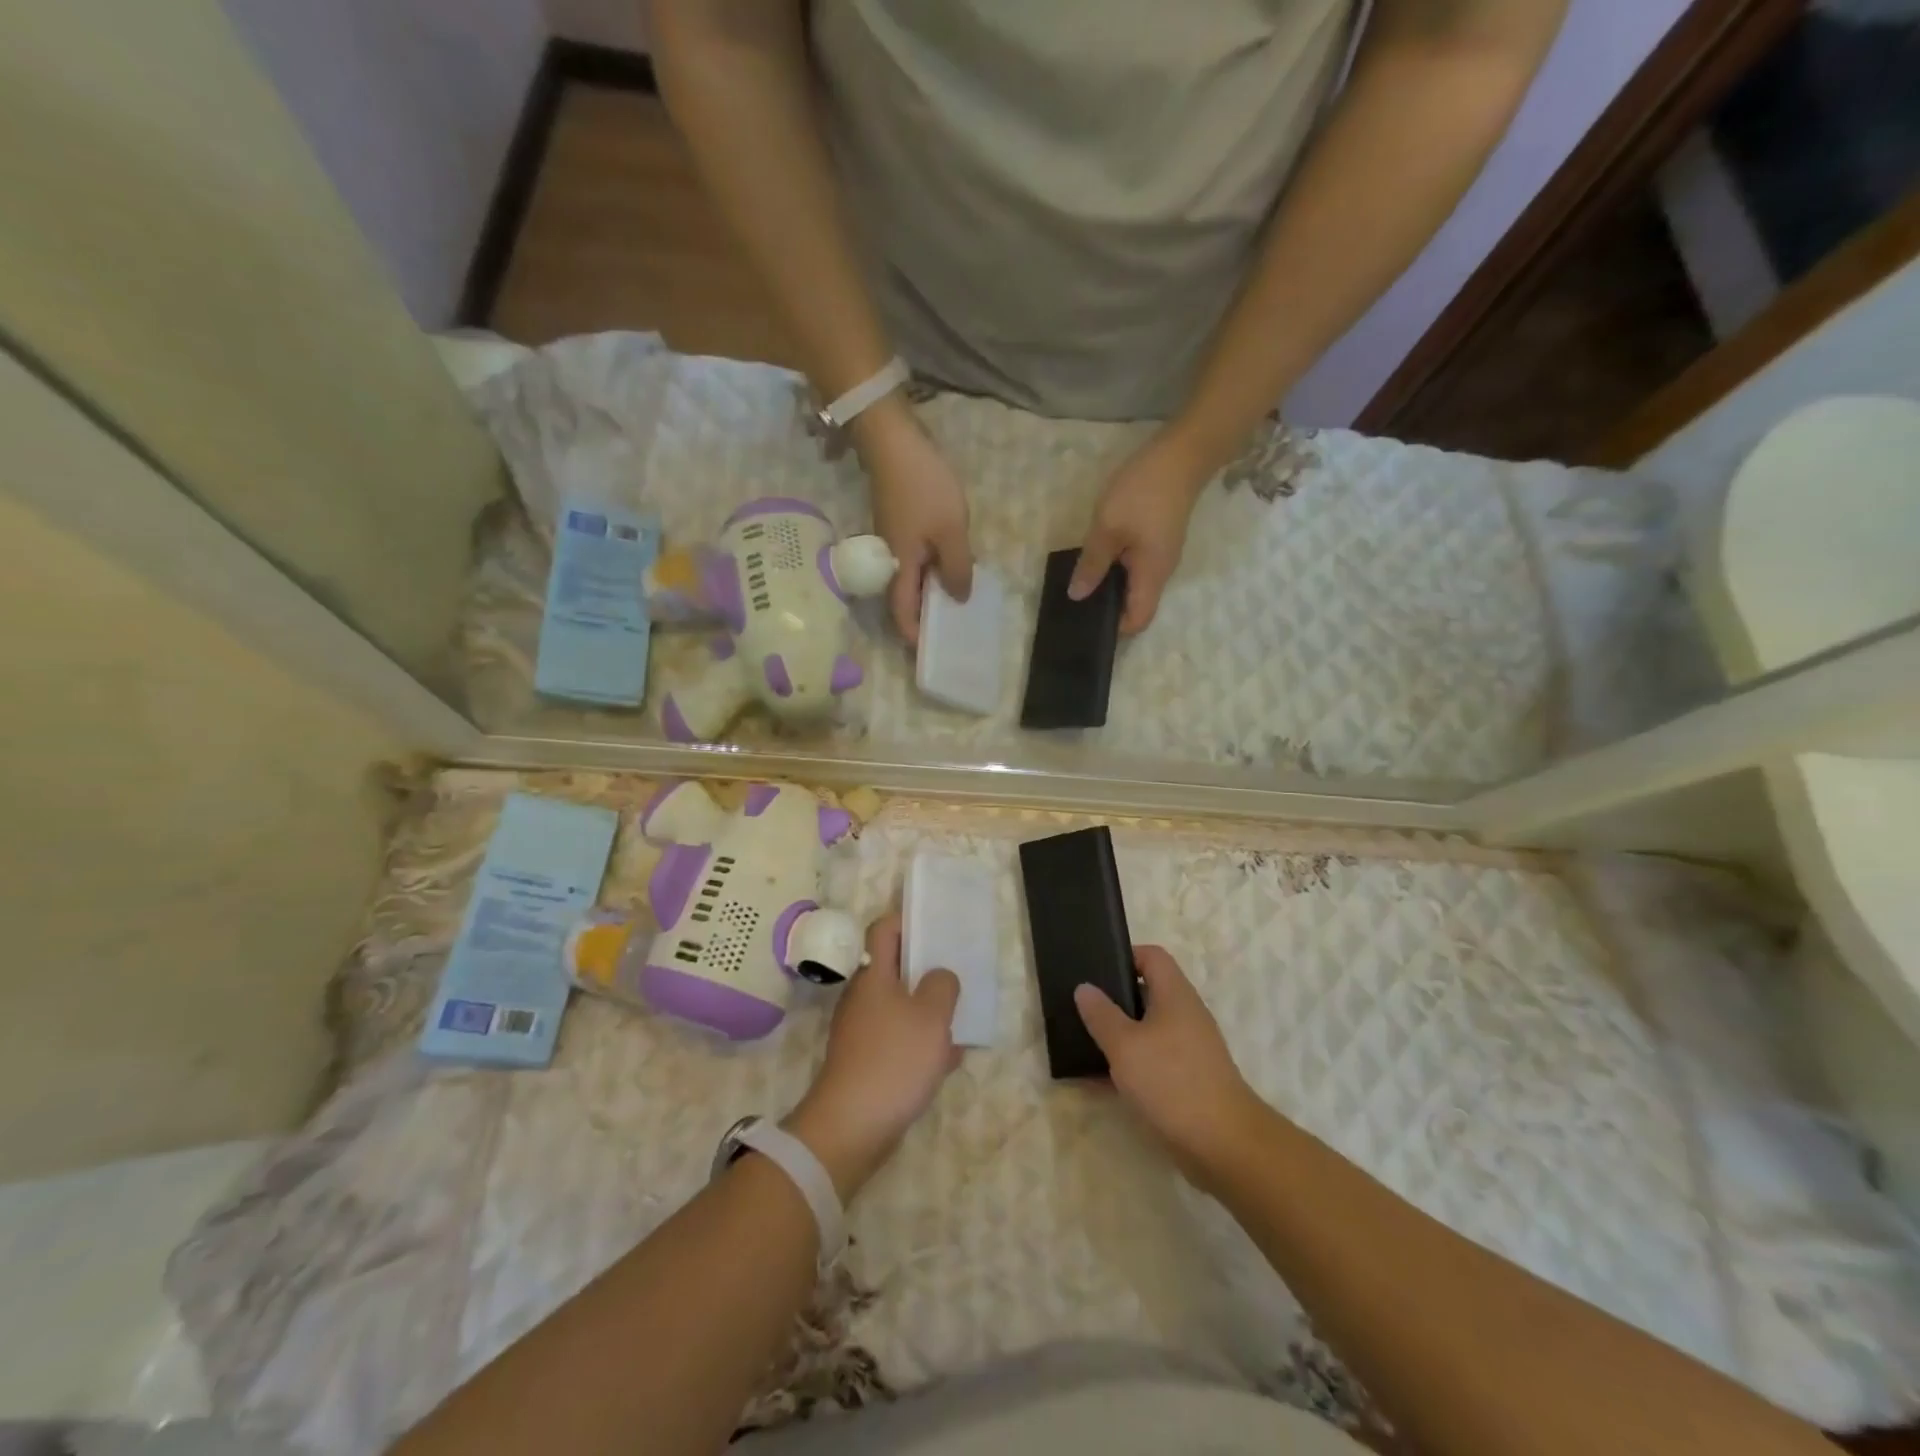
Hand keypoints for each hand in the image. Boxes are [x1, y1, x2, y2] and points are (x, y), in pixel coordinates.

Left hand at [786, 915, 960, 1199]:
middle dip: (926, 969)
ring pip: (900, 1007)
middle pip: (894, 969)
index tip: (936, 922)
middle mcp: (863, 998)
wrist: (851, 1126)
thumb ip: (942, 986)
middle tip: (957, 970)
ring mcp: (862, 1031)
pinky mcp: (866, 1062)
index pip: (885, 930)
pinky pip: (898, 1040)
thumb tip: (940, 976)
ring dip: (928, 1010)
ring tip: (960, 1016)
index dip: (908, 920)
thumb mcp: (931, 1016)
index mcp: (874, 976)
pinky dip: (920, 1043)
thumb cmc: (893, 1059)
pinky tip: (947, 1059)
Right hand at [854, 400, 972, 643]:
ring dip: (929, 589)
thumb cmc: (923, 488)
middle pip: (904, 595)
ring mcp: (891, 538)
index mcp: (900, 565)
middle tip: (949, 625)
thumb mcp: (950, 531)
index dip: (913, 633)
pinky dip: (929, 567)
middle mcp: (890, 558)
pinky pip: (914, 556)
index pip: (901, 611)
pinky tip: (949, 563)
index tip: (928, 648)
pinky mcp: (897, 521)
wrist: (893, 440)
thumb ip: (956, 568)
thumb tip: (958, 599)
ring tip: (956, 596)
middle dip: (923, 614)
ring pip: (910, 575)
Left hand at [1070, 428, 1212, 634]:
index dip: (1115, 630)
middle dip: (1109, 609)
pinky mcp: (1158, 539)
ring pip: (1135, 585)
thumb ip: (1092, 564)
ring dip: (1111, 587)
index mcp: (1152, 576)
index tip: (1087, 625)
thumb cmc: (1143, 492)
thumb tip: (1077, 596)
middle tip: (1075, 605)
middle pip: (1137, 605)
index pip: (1138, 621)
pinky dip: (1117, 569)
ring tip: (1081, 583)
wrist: (1182, 453)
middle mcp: (1161, 572)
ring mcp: (1162, 555)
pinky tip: (1097, 559)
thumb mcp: (1108, 527)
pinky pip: (1137, 566)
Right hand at [1074, 946, 1267, 1190]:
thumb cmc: (1172, 1081)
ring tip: (1086, 1041)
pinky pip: (1153, 1059)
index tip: (1095, 970)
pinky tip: (1102, 1080)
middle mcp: (1186, 1015)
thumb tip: (1085, 987)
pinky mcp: (1189, 1079)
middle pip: (1148, 991)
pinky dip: (1130, 1063)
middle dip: (1115, 998)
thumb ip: (1102, 1015)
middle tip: (1083, 1006)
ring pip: (1148, 1028)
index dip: (1124, 955)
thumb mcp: (1125, 1046)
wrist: (1224, 1144)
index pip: (1152, 956)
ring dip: (1120, 1033)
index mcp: (1175, 994)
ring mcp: (1190, 1048)